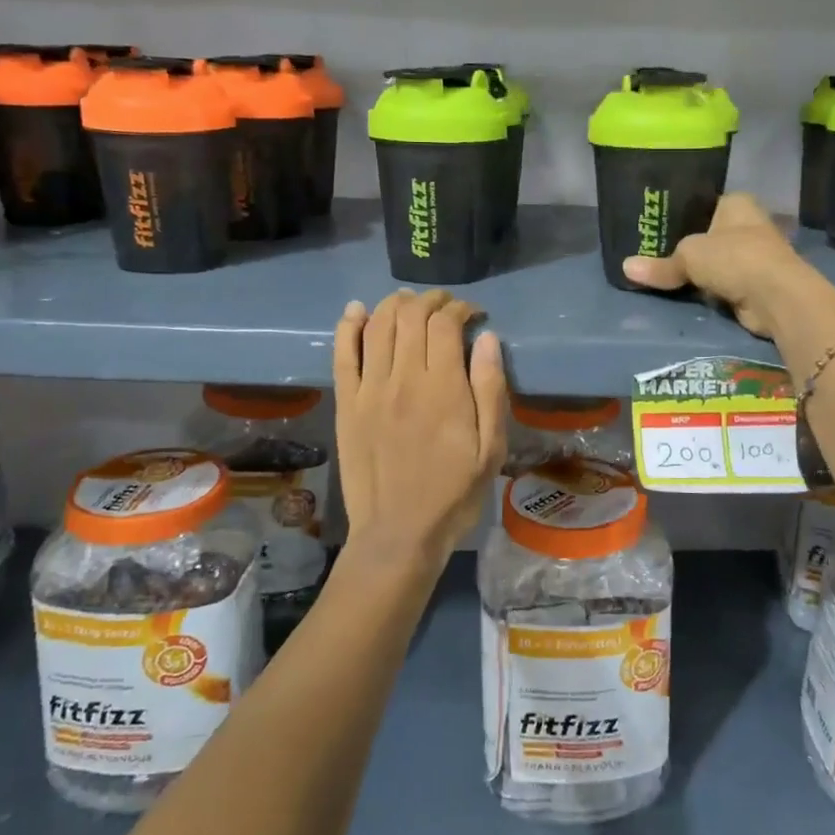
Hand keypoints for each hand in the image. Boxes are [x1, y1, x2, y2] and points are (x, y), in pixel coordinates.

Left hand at [333, 289, 507, 570]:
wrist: (399, 534)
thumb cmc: (454, 493)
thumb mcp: (491, 448)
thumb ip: (490, 389)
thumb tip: (486, 338)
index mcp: (443, 388)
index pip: (446, 324)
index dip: (461, 308)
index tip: (474, 315)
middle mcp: (403, 378)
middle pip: (411, 316)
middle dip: (431, 300)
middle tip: (446, 306)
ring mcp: (369, 389)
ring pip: (377, 325)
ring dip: (395, 304)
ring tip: (411, 303)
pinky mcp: (346, 404)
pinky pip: (342, 354)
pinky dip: (348, 326)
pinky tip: (357, 310)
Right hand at [621, 193, 821, 338]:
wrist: (776, 297)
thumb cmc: (734, 258)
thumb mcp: (688, 256)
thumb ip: (660, 264)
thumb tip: (626, 268)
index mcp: (736, 203)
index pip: (703, 204)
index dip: (680, 215)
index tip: (654, 227)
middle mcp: (748, 224)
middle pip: (707, 234)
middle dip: (685, 247)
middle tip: (650, 254)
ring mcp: (754, 256)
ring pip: (715, 262)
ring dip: (698, 272)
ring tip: (661, 276)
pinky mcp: (755, 284)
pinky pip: (722, 284)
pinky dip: (708, 291)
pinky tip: (686, 294)